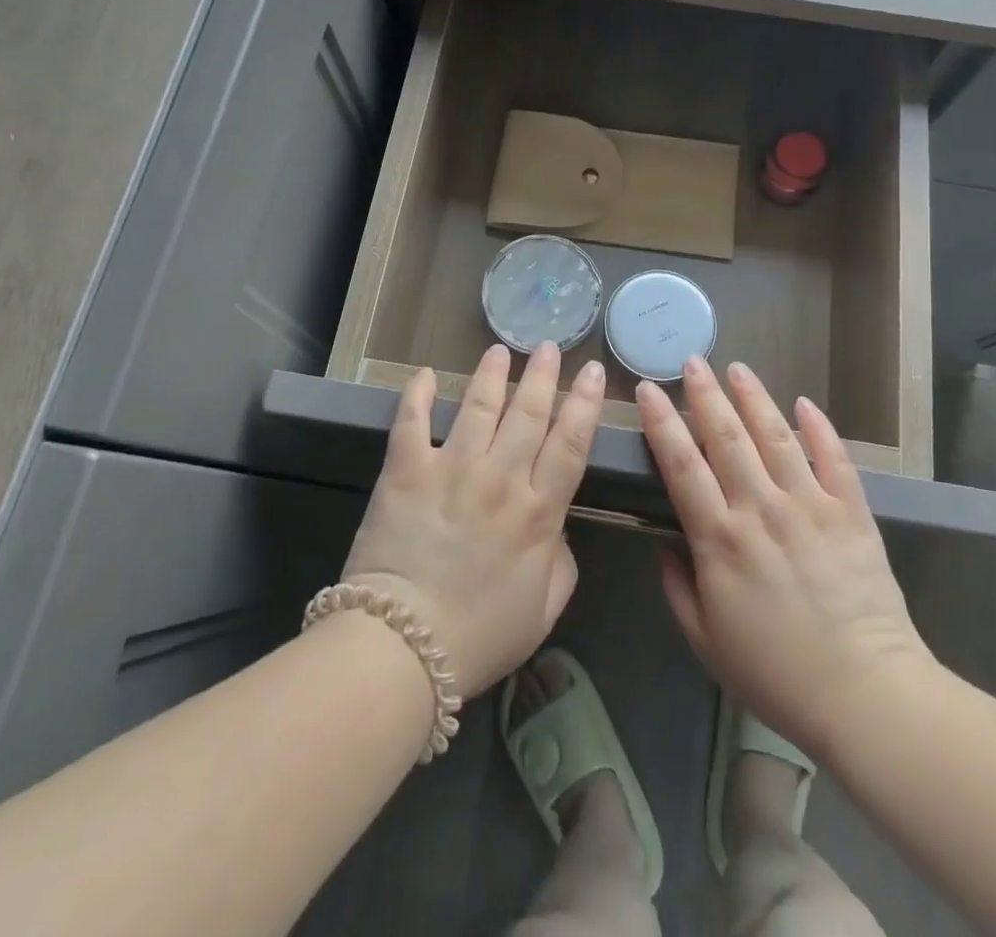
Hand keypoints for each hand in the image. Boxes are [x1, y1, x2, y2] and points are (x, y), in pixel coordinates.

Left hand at [340, 342, 603, 699]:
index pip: (570, 442)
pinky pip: (411, 421)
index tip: (591, 371)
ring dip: (492, 374)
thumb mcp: (544, 609)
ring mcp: (452, 469)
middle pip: (529, 412)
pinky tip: (427, 373)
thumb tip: (556, 526)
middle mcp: (501, 478)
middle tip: (549, 346)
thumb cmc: (479, 637)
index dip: (584, 403)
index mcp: (539, 512)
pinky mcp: (406, 471)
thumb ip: (561, 561)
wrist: (403, 650)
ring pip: (479, 406)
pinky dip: (418, 393)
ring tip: (500, 351)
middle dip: (543, 375)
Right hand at [638, 359, 933, 752]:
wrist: (866, 695)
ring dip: (754, 398)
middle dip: (705, 394)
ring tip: (738, 368)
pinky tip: (805, 403)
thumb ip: (677, 586)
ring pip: (776, 437)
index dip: (662, 423)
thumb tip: (664, 541)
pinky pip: (834, 459)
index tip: (648, 389)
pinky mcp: (851, 513)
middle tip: (692, 360)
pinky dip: (819, 428)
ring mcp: (810, 506)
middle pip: (727, 437)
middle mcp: (761, 509)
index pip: (682, 464)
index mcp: (720, 539)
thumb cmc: (776, 673)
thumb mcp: (706, 641)